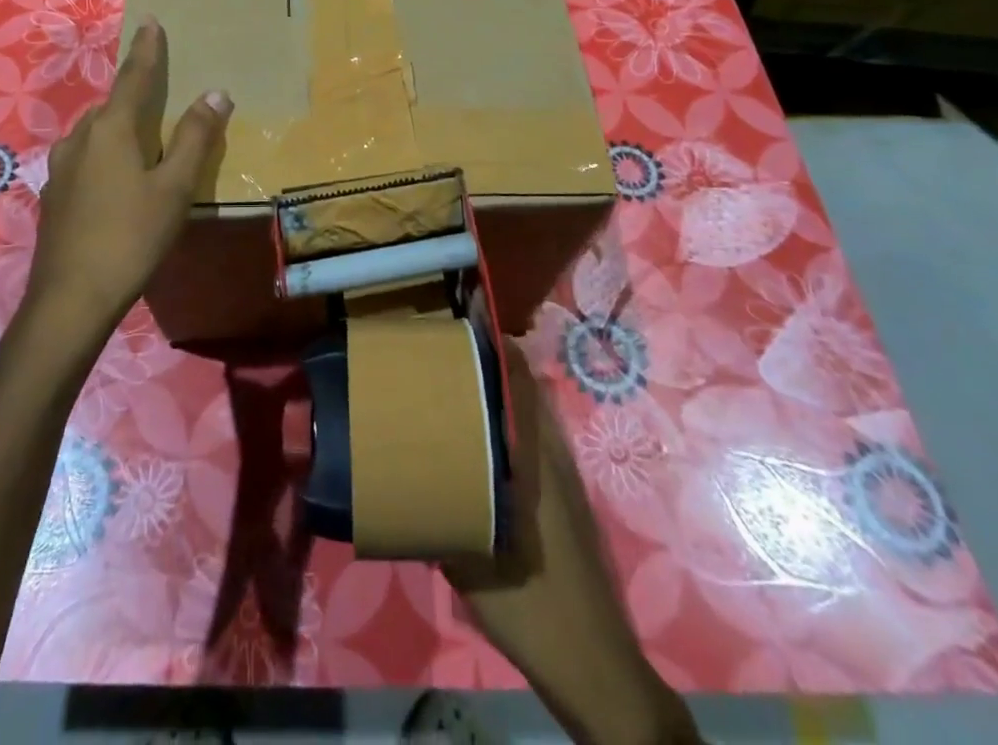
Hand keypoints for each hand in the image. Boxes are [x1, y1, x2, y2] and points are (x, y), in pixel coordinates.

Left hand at [28, 16, 231, 342]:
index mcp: (112, 130)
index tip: (150, 21)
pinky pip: (85, 159)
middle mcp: (80, 138)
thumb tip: (216, 92)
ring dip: (118, 128)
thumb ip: (195, 138)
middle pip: (113, 105)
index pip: (134, 77)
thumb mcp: (175, 189)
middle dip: (135, 94)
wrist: (69, 299)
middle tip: (158, 93)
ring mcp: (61, 167)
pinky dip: (105, 155)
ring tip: (141, 141)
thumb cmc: (131, 237)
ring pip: (95, 134)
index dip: (146, 49)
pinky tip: (115, 182)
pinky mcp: (53, 195)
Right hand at [443, 348, 700, 744]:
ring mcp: (566, 484)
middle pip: (530, 394)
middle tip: (452, 357)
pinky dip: (515, 430)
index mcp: (536, 464)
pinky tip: (484, 452)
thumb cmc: (535, 610)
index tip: (468, 326)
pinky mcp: (569, 506)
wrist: (598, 672)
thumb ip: (438, 519)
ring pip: (536, 420)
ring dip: (507, 398)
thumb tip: (400, 488)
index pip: (523, 387)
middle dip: (497, 368)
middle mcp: (555, 461)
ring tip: (462, 393)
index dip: (501, 350)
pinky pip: (539, 445)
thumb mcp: (471, 566)